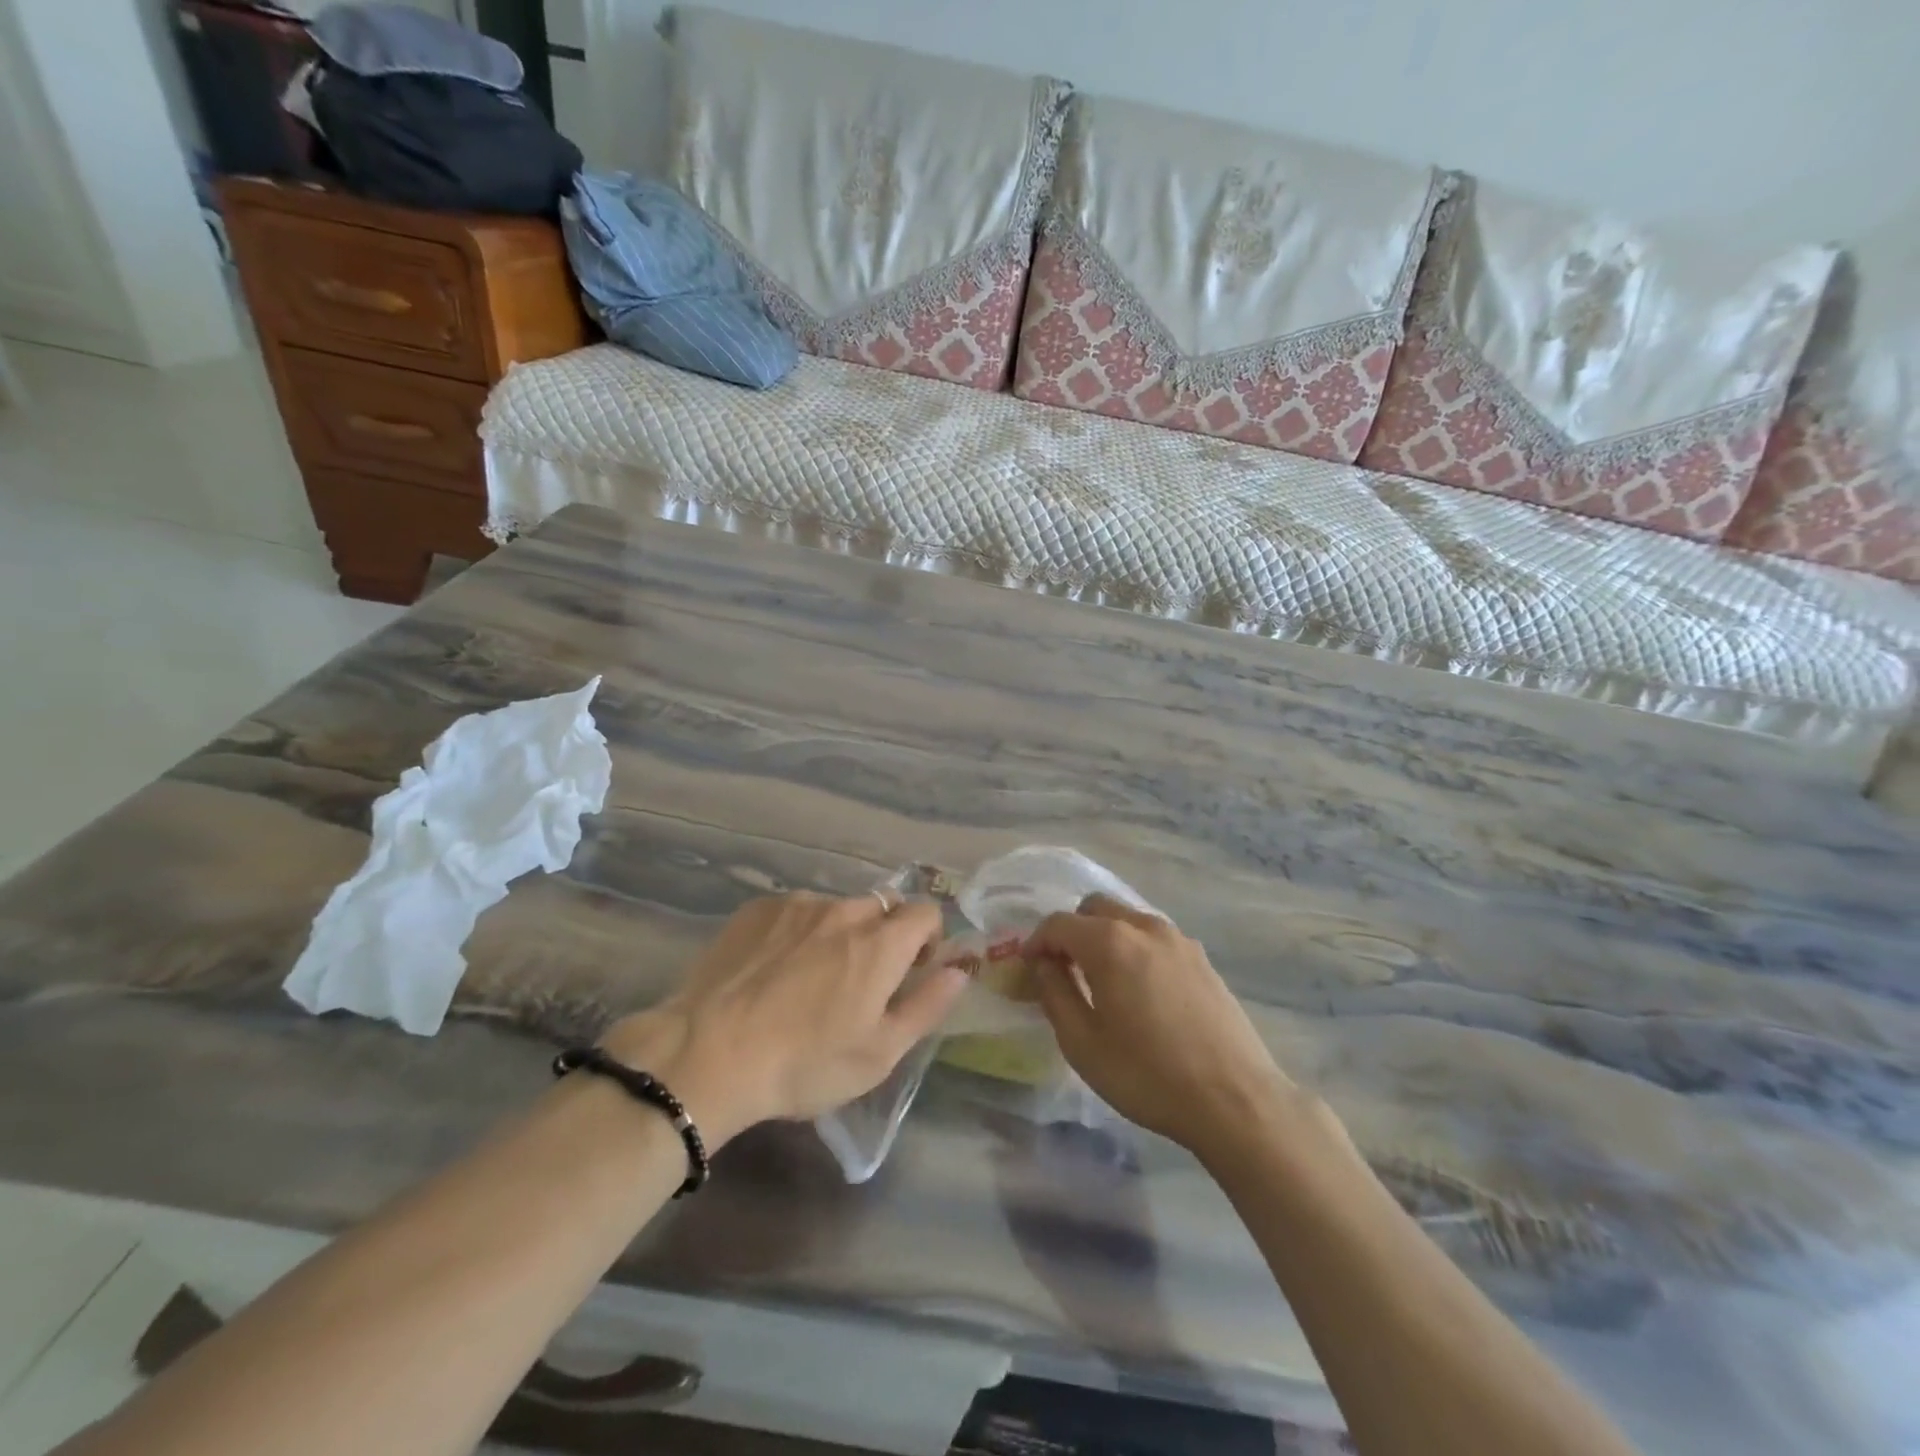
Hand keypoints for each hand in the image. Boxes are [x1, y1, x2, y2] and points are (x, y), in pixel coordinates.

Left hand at [601, 894, 966, 1145]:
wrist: (707, 1054)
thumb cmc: (804, 1063)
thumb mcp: (879, 1052)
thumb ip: (928, 1004)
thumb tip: (960, 968)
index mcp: (881, 942)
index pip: (926, 912)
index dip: (927, 939)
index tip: (910, 971)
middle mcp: (844, 910)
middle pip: (881, 908)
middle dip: (882, 936)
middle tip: (858, 981)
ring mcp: (797, 905)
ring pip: (835, 909)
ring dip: (837, 933)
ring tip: (807, 979)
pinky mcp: (757, 909)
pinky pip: (794, 911)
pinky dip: (797, 932)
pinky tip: (772, 971)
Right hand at [1025, 895, 1292, 1156]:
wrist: (1236, 1100)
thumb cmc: (1148, 1075)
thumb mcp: (1083, 1044)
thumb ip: (1055, 994)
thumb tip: (1044, 965)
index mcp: (1109, 943)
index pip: (1059, 923)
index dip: (1037, 942)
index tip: (1028, 968)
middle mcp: (1144, 927)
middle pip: (1095, 907)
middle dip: (1072, 931)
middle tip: (1064, 970)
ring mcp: (1179, 940)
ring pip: (1128, 919)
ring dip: (1105, 937)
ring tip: (1102, 981)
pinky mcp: (1202, 958)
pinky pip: (1155, 938)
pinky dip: (1135, 949)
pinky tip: (1141, 991)